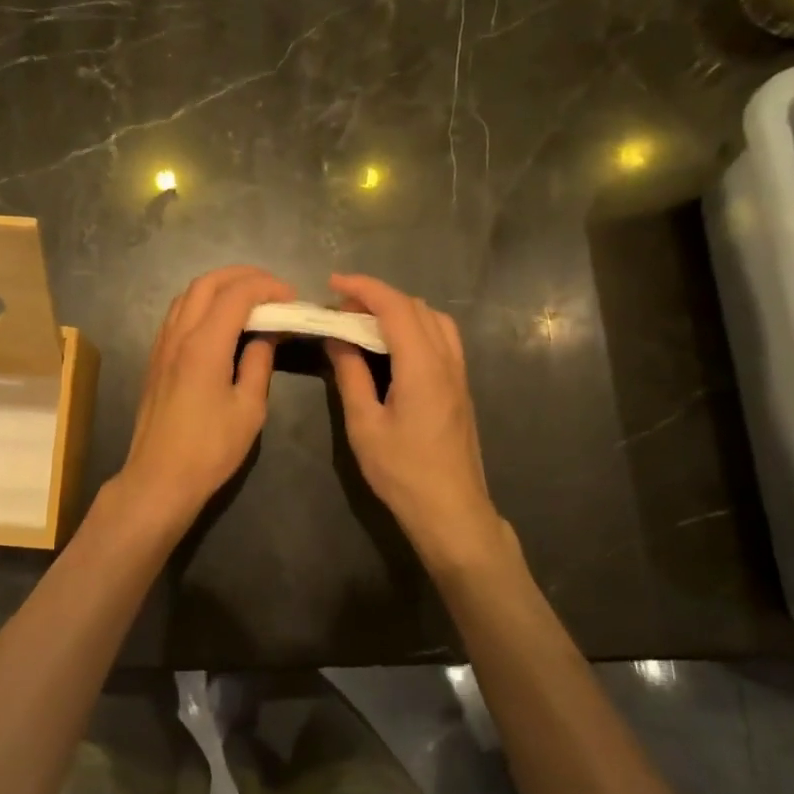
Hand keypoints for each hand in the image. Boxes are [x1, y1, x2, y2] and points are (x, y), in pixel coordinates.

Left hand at [112, 266, 294, 533]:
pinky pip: (177, 315)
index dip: (267, 287)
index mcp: (204, 345)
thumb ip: (258, 364)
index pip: (237, 294)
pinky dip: (201, 304)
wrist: (159, 477)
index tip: (291, 297)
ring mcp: (161, 346)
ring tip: (248, 300)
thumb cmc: (210, 449)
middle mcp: (178, 336)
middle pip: (206, 283)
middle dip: (242, 276)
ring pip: (187, 295)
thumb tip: (265, 336)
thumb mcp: (249, 409)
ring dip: (218, 287)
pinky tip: (219, 323)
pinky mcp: (155, 360)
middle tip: (271, 289)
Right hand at [324, 273, 507, 567]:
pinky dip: (415, 328)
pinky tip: (393, 348)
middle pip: (417, 308)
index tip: (333, 283)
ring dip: (400, 311)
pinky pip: (442, 340)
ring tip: (366, 324)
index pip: (395, 308)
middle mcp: (447, 361)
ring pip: (435, 321)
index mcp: (422, 367)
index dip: (364, 288)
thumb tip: (337, 339)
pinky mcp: (461, 388)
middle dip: (378, 297)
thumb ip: (351, 375)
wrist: (451, 510)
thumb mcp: (365, 425)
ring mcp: (459, 374)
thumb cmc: (402, 472)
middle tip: (341, 310)